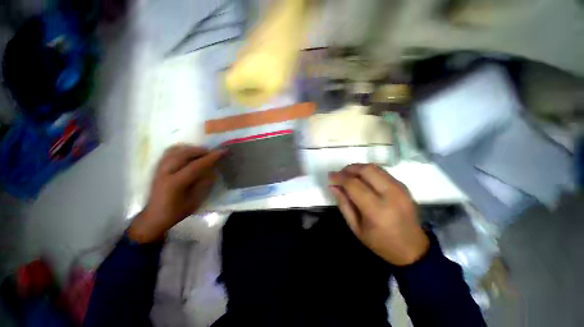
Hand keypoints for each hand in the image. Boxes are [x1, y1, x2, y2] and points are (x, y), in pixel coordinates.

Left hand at [129, 145, 223, 242]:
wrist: (155, 216)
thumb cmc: (177, 211)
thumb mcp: (195, 200)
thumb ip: (204, 183)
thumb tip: (212, 170)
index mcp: (175, 183)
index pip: (196, 166)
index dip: (210, 158)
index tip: (222, 152)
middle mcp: (165, 172)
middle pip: (184, 153)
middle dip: (201, 151)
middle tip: (212, 153)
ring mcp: (159, 168)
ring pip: (176, 150)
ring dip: (191, 149)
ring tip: (202, 152)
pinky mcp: (157, 167)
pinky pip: (170, 152)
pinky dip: (181, 149)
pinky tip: (189, 153)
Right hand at [328, 164, 428, 265]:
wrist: (413, 249)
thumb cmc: (380, 242)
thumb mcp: (356, 227)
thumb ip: (343, 204)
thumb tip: (333, 186)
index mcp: (377, 210)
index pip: (354, 184)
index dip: (339, 178)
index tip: (330, 176)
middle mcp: (391, 195)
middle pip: (366, 170)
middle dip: (349, 169)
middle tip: (339, 174)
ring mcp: (400, 189)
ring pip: (375, 168)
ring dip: (358, 168)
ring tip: (348, 175)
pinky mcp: (404, 186)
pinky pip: (382, 172)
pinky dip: (368, 172)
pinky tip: (362, 179)